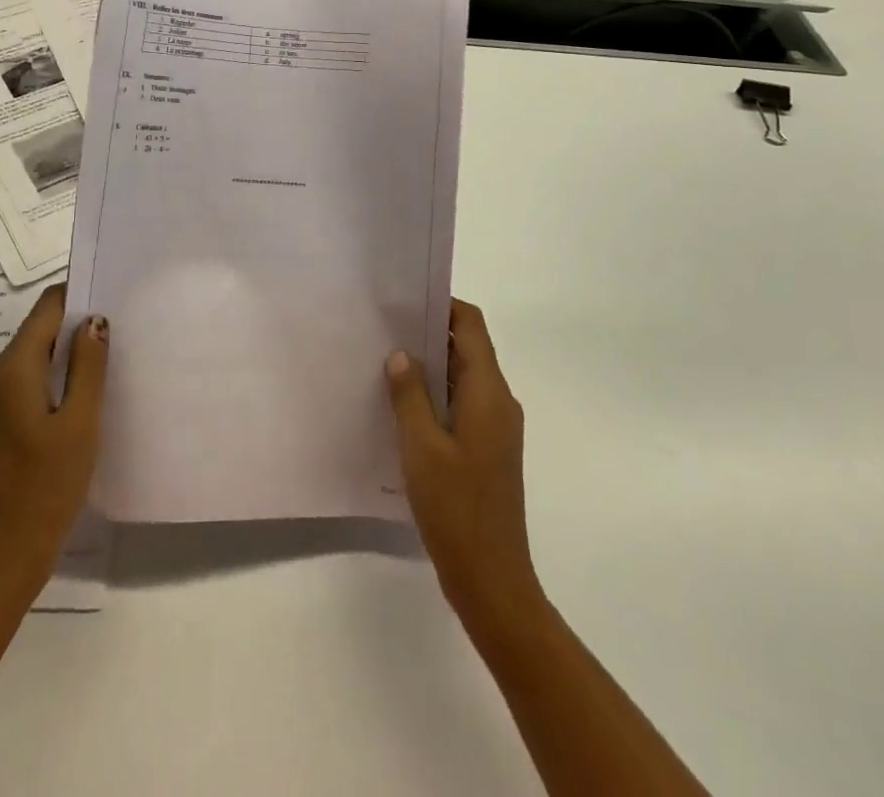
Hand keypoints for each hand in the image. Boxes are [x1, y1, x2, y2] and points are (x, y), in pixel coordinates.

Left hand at [0, 284, 107, 602]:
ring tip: (106, 368)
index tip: (113, 295)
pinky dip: (50, 386)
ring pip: (31, 362)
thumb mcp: (79, 425)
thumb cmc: (43, 492)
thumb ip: (88, 367)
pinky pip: (22, 388)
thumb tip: (94, 319)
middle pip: (37, 334)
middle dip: (76, 330)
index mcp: (9, 370)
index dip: (78, 296)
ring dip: (65, 361)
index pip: (46, 308)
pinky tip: (78, 405)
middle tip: (121, 335)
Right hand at [385, 299, 544, 638]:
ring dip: (431, 367)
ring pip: (463, 378)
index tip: (405, 301)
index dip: (443, 305)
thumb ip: (410, 394)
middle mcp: (499, 402)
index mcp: (489, 393)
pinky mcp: (488, 450)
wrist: (494, 582)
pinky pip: (462, 405)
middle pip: (468, 349)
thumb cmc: (457, 509)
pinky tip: (401, 407)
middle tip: (385, 328)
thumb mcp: (421, 448)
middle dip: (430, 334)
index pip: (471, 326)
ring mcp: (496, 428)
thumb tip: (401, 353)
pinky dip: (436, 396)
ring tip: (386, 362)